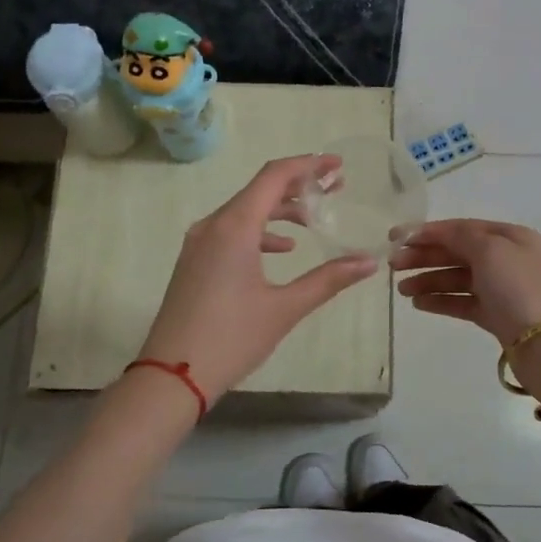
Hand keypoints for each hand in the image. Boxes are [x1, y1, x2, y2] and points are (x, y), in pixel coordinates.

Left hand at [137, 156, 379, 406]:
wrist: (171, 376)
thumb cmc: (231, 338)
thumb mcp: (285, 308)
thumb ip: (329, 279)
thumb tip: (369, 262)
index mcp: (234, 227)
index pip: (274, 176)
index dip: (308, 165)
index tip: (337, 165)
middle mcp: (213, 225)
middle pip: (260, 190)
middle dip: (300, 186)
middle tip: (336, 189)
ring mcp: (199, 243)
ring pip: (245, 211)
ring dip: (281, 210)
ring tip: (315, 219)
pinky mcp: (195, 261)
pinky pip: (231, 231)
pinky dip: (260, 231)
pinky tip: (284, 249)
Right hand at [392, 219, 540, 345]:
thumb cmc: (519, 289)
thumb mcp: (490, 250)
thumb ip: (460, 236)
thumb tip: (440, 233)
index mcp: (510, 237)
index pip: (462, 228)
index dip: (428, 231)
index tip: (396, 238)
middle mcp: (507, 259)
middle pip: (457, 252)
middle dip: (424, 256)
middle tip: (393, 266)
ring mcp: (502, 289)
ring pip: (457, 278)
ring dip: (428, 280)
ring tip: (402, 290)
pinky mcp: (496, 316)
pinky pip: (462, 302)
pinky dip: (440, 300)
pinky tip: (418, 303)